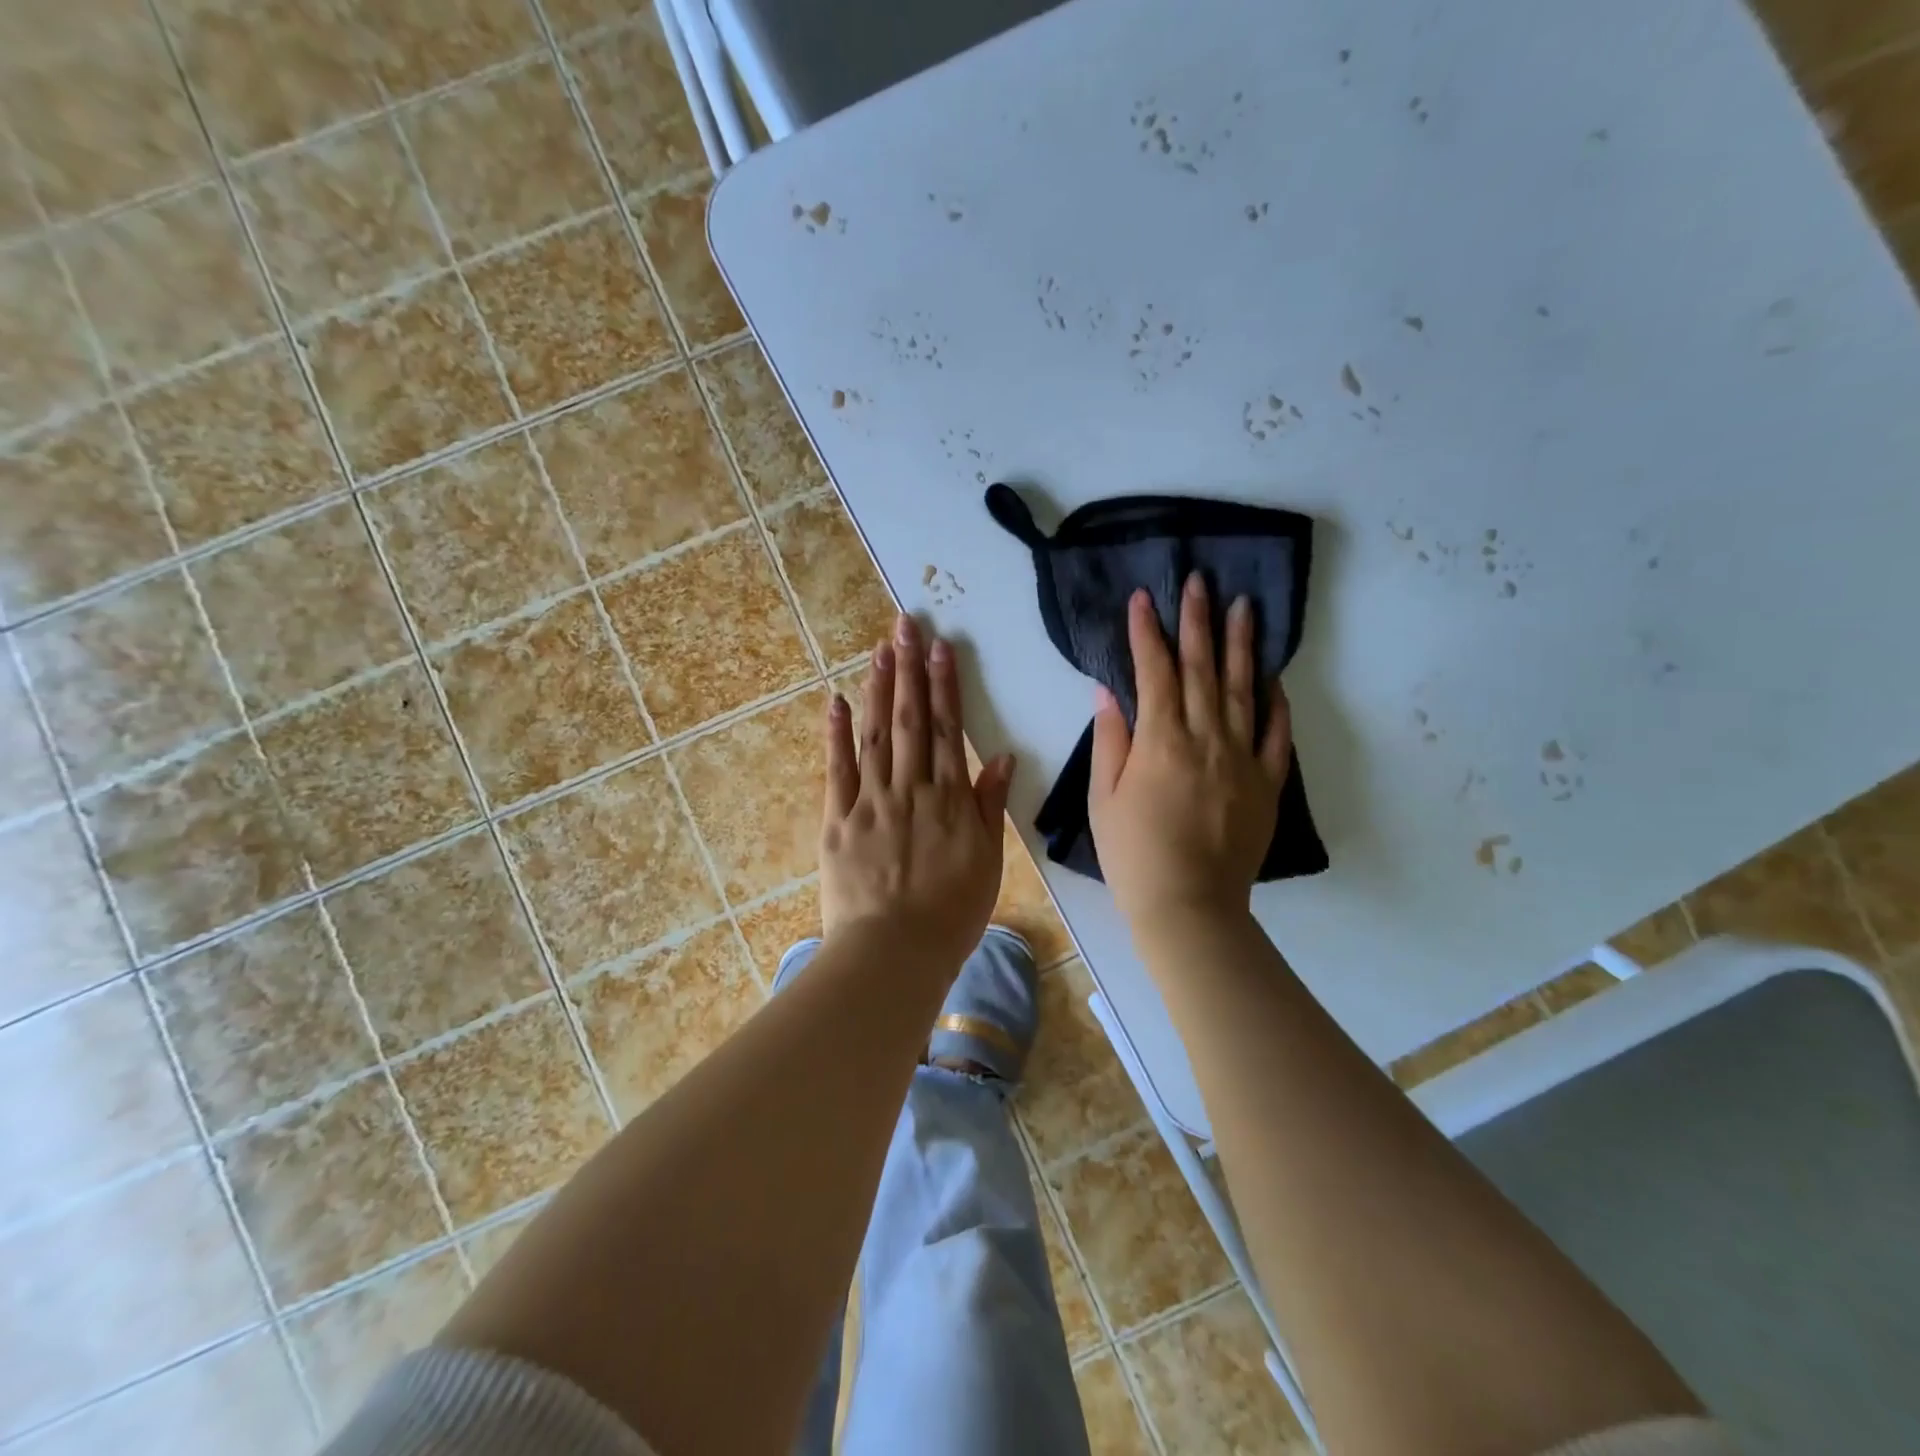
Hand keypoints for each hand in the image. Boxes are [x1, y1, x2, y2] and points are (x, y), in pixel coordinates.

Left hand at [819, 613, 1014, 972]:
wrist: (893, 953)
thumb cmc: (950, 914)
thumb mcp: (986, 862)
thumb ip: (989, 806)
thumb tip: (1000, 757)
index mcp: (948, 800)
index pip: (946, 729)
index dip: (944, 685)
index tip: (941, 647)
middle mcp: (909, 789)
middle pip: (908, 720)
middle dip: (908, 669)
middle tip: (905, 625)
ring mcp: (869, 802)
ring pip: (874, 735)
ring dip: (877, 689)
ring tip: (879, 650)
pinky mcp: (837, 820)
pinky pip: (836, 770)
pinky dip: (835, 734)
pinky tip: (835, 701)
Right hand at [1089, 576, 1291, 928]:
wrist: (1188, 907)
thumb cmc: (1133, 855)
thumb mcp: (1104, 799)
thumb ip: (1111, 741)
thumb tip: (1109, 692)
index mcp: (1160, 742)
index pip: (1154, 672)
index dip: (1148, 632)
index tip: (1144, 598)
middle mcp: (1206, 739)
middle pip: (1203, 670)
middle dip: (1198, 622)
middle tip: (1200, 581)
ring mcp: (1242, 759)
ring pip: (1244, 691)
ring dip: (1242, 646)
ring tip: (1244, 607)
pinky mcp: (1267, 784)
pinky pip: (1277, 735)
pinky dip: (1277, 703)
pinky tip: (1274, 678)